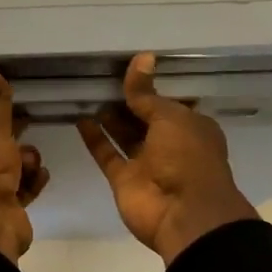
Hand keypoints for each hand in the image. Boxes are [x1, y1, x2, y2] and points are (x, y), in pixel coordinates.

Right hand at [78, 52, 259, 263]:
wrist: (184, 214)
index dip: (151, 88)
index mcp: (191, 128)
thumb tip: (141, 57)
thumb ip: (147, 93)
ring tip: (88, 93)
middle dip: (127, 102)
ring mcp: (146, 163)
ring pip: (124, 135)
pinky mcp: (124, 179)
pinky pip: (107, 154)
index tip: (129, 69)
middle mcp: (170, 144)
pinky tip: (80, 118)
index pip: (169, 103)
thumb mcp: (170, 117)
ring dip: (109, 118)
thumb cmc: (187, 157)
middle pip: (144, 119)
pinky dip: (94, 138)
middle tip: (101, 78)